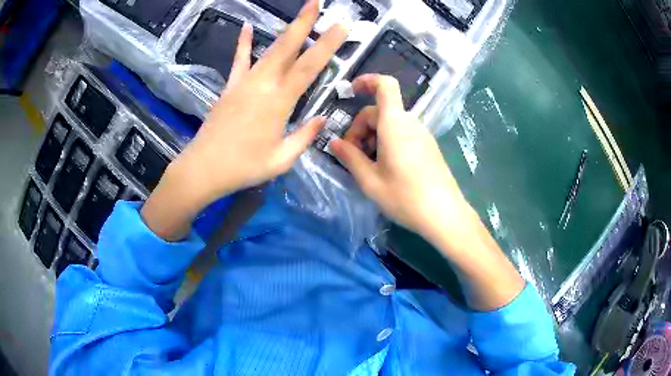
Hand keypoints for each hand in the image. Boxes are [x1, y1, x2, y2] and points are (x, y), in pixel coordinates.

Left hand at [142, 0, 347, 239]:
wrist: (203, 168)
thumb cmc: (244, 167)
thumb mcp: (281, 160)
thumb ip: (304, 137)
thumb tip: (322, 119)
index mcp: (279, 103)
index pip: (309, 67)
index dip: (327, 45)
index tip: (341, 27)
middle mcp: (262, 85)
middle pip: (287, 48)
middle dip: (304, 23)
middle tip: (316, 3)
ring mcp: (244, 83)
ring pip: (268, 50)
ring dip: (285, 30)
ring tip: (298, 12)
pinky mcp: (230, 87)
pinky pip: (239, 61)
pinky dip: (244, 44)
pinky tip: (247, 28)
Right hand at [329, 74, 472, 243]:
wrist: (445, 215)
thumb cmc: (405, 198)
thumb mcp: (370, 181)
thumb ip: (350, 157)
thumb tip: (334, 142)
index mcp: (395, 124)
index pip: (385, 85)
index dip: (367, 81)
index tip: (351, 92)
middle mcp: (410, 124)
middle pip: (380, 111)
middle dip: (360, 128)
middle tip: (352, 156)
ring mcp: (422, 135)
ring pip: (390, 124)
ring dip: (373, 137)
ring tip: (368, 166)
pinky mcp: (428, 147)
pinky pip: (402, 134)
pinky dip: (387, 142)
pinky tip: (385, 169)